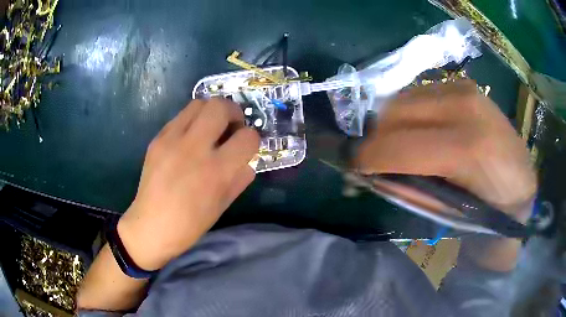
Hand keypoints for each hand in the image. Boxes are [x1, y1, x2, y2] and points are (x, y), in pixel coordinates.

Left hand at [118, 98, 259, 269]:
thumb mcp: (223, 204)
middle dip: (233, 112)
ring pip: (199, 103)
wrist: (151, 226)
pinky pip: (180, 117)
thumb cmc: (191, 223)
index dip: (252, 139)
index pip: (248, 137)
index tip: (246, 146)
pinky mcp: (157, 139)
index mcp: (216, 171)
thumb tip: (247, 159)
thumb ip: (241, 177)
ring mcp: (172, 140)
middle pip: (220, 106)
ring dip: (211, 112)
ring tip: (210, 129)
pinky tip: (189, 139)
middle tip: (231, 127)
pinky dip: (192, 121)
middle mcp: (194, 148)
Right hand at [356, 80, 536, 222]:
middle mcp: (466, 106)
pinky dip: (407, 114)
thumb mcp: (448, 215)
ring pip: (404, 98)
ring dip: (389, 123)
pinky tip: (415, 132)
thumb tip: (372, 174)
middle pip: (396, 112)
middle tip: (368, 159)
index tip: (350, 167)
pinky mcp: (464, 85)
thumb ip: (410, 191)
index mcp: (469, 148)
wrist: (522, 183)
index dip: (368, 156)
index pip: (402, 145)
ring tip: (391, 147)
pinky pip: (419, 94)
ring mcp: (465, 89)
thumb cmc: (490, 210)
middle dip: (374, 137)